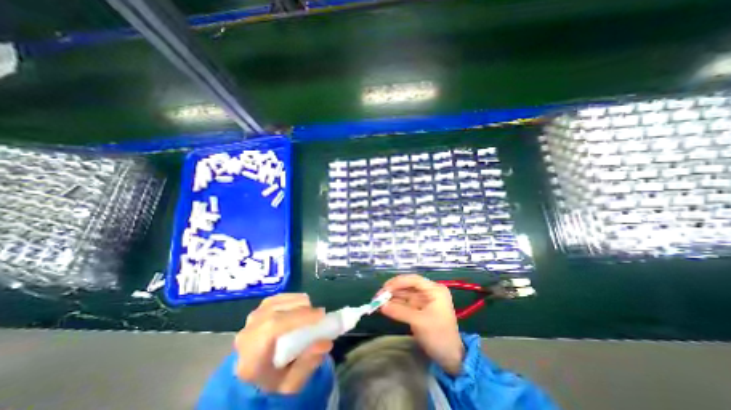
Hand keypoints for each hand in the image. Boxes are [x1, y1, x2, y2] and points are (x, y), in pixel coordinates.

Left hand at [236, 293, 333, 392]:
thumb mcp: (292, 383)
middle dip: (301, 309)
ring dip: (297, 302)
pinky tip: (301, 304)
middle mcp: (247, 335)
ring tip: (311, 311)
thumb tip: (326, 342)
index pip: (272, 328)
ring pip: (276, 302)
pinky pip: (276, 298)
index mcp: (250, 360)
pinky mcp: (257, 310)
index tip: (320, 316)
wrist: (258, 373)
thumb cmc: (276, 379)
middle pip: (274, 312)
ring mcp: (250, 320)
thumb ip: (308, 364)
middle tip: (320, 314)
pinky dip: (291, 298)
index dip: (298, 317)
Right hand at [382, 274, 460, 375]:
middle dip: (392, 290)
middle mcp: (429, 292)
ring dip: (391, 297)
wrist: (450, 358)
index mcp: (434, 290)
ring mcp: (423, 300)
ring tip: (377, 302)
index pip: (414, 280)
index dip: (398, 282)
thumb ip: (400, 311)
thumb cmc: (439, 336)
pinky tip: (384, 307)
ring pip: (404, 294)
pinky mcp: (418, 309)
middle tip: (378, 296)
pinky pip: (404, 303)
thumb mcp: (420, 322)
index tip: (384, 288)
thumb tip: (381, 306)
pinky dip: (394, 305)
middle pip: (407, 286)